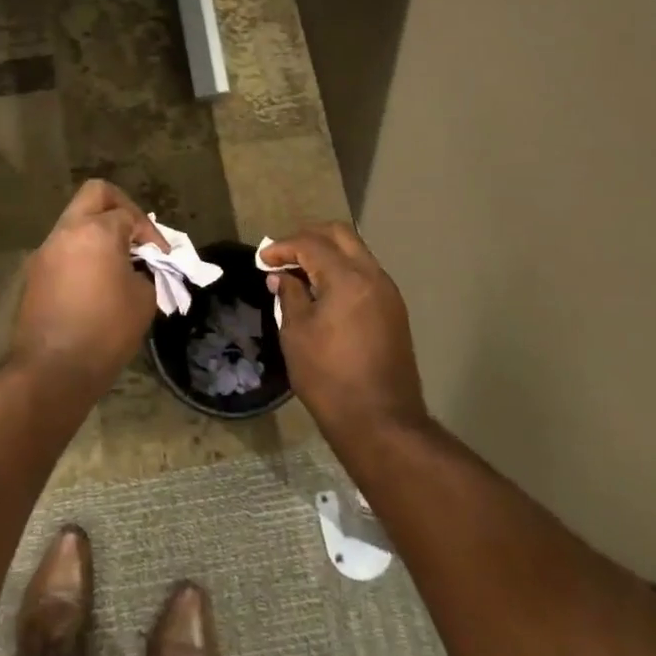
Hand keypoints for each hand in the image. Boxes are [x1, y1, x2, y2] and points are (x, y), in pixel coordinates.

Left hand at [9, 180, 163, 391]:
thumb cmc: (105, 331)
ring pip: (76, 221)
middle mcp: (66, 231)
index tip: (162, 258)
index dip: (151, 233)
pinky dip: (83, 254)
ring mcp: (46, 251)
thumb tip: (138, 268)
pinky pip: (64, 249)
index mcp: (96, 231)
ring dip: (99, 233)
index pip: (129, 214)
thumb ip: (146, 272)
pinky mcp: (35, 273)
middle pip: (95, 194)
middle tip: (136, 238)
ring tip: (119, 264)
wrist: (52, 370)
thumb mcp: (143, 300)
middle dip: (121, 209)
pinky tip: (97, 283)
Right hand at [262, 224, 428, 437]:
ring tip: (300, 273)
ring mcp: (388, 292)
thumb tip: (282, 277)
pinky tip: (323, 291)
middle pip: (340, 235)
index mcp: (347, 278)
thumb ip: (289, 296)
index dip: (283, 247)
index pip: (311, 244)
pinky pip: (365, 274)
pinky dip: (341, 271)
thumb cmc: (328, 377)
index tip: (262, 260)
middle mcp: (373, 276)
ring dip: (327, 254)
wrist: (380, 420)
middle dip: (308, 238)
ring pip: (356, 252)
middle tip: (283, 255)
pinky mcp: (393, 310)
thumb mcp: (296, 334)